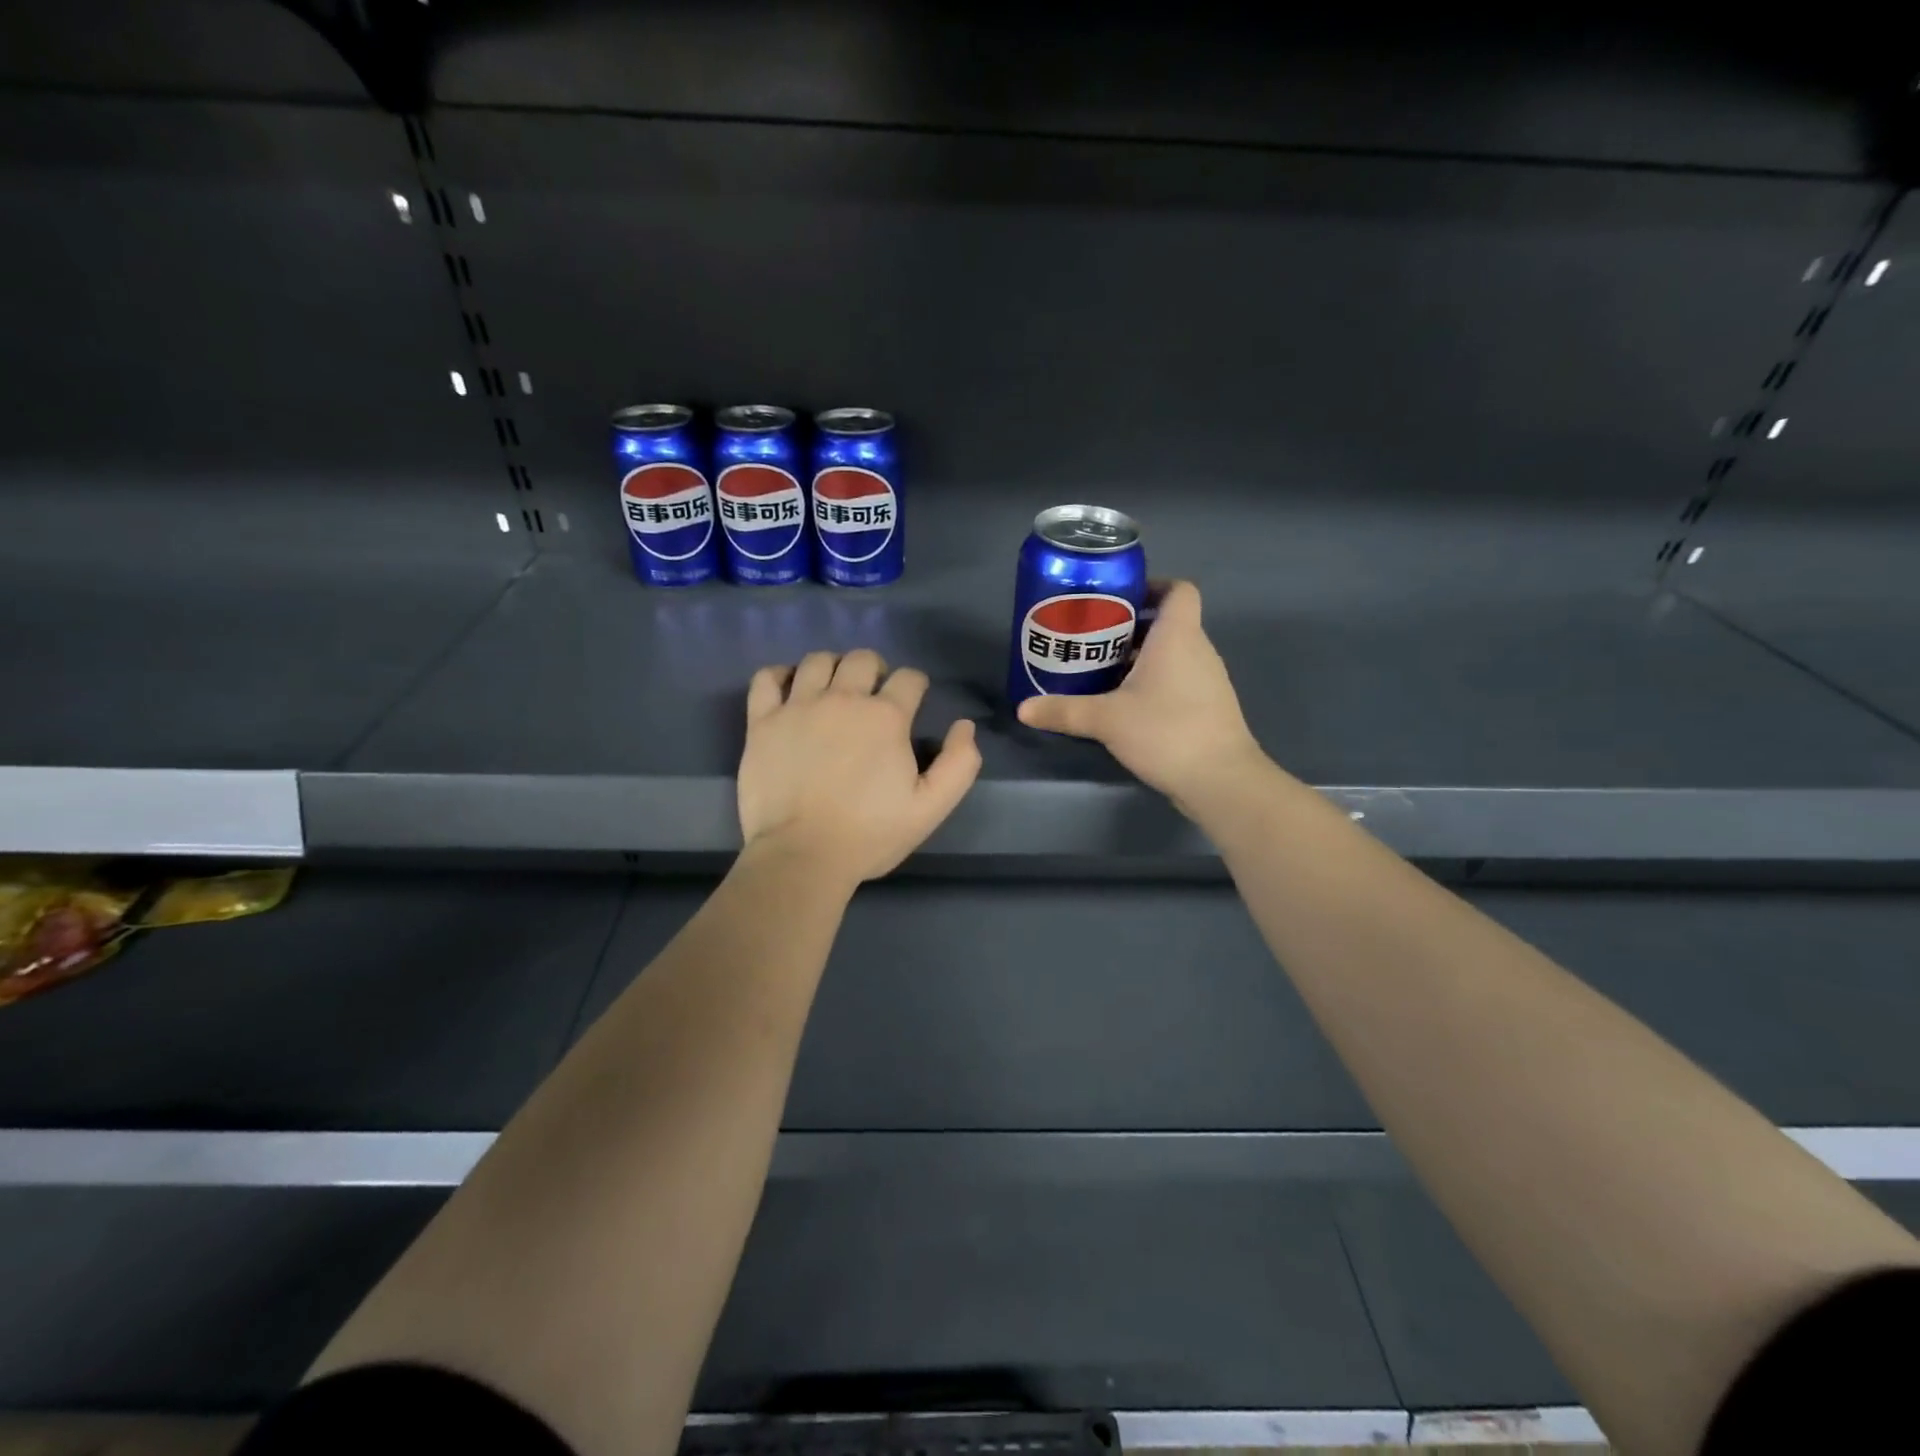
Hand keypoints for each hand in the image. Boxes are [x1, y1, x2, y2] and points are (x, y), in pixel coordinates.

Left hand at [738, 649, 981, 885]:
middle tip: (873, 696)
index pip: (909, 678)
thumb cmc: (870, 834)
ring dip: (832, 668)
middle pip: (863, 659)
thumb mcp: (930, 808)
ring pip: (817, 661)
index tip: (913, 702)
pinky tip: (789, 690)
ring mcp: (798, 707)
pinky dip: (779, 676)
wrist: (802, 855)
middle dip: (875, 669)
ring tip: (833, 690)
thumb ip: (959, 764)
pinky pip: (767, 678)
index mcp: (886, 717)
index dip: (916, 686)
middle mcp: (843, 699)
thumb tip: (964, 726)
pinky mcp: (762, 722)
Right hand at [1015, 581, 1265, 809]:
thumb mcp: (1106, 719)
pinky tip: (1123, 705)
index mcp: (1178, 636)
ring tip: (1100, 671)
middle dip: (1130, 627)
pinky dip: (1152, 683)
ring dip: (1139, 657)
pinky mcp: (1207, 708)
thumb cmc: (1166, 731)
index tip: (1119, 599)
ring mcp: (1207, 681)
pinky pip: (1177, 680)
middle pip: (1167, 623)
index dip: (1153, 586)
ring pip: (1171, 655)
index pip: (1179, 590)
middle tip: (1091, 638)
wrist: (1221, 780)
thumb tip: (1023, 709)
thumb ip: (1064, 711)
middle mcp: (1198, 650)